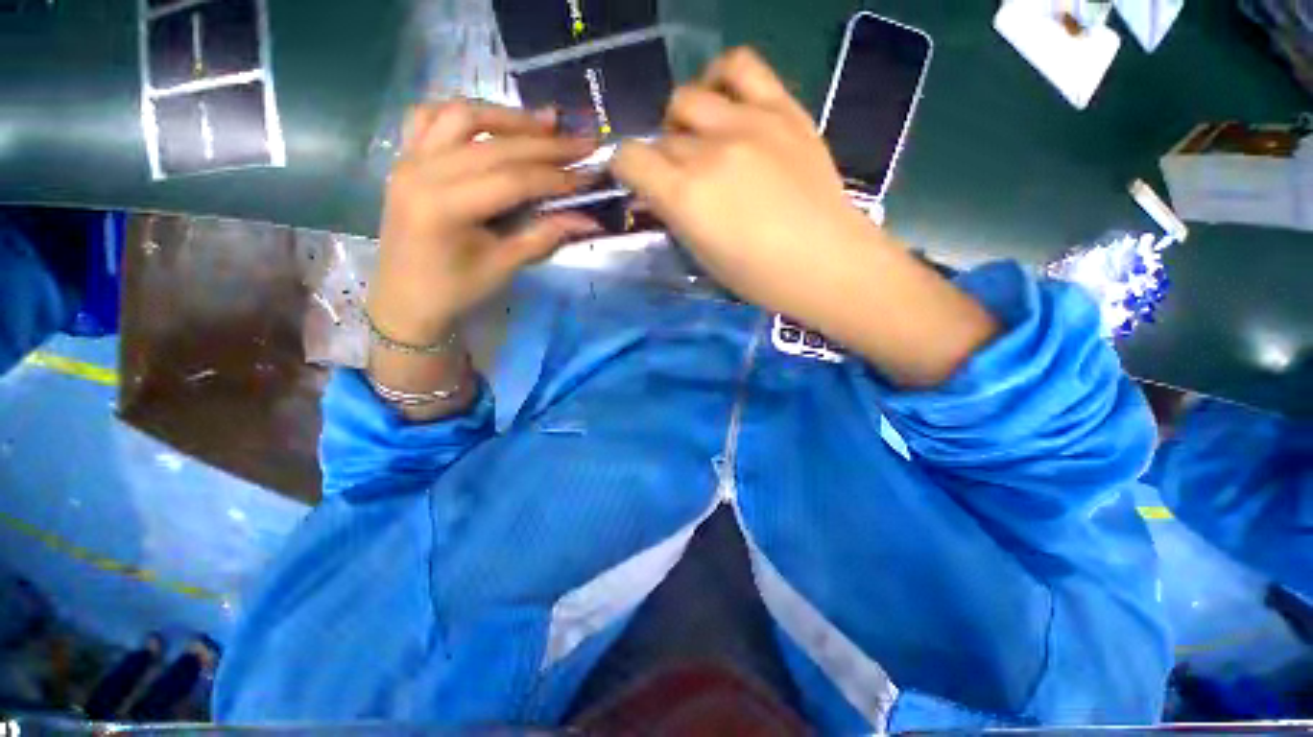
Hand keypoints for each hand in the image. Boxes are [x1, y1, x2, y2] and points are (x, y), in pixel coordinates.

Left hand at [368, 100, 600, 344]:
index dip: (555, 176)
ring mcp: (408, 160)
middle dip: (544, 143)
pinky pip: (430, 118)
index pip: (512, 179)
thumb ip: (545, 236)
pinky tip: (491, 122)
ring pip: (461, 116)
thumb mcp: (504, 267)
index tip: (590, 173)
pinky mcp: (405, 159)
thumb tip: (588, 219)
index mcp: (445, 207)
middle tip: (582, 142)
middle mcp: (422, 172)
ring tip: (545, 123)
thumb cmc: (455, 290)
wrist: (404, 299)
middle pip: (494, 145)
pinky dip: (464, 114)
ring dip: (508, 117)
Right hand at [613, 49, 997, 386]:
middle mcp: (709, 151)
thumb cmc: (760, 277)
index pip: (629, 158)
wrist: (826, 261)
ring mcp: (747, 123)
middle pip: (661, 136)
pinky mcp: (782, 108)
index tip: (638, 182)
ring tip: (700, 139)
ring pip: (688, 97)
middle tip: (681, 178)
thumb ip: (676, 215)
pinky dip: (721, 78)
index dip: (627, 169)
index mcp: (686, 196)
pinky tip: (725, 102)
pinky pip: (740, 65)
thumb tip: (661, 190)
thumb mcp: (704, 256)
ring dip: (683, 120)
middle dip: (662, 159)